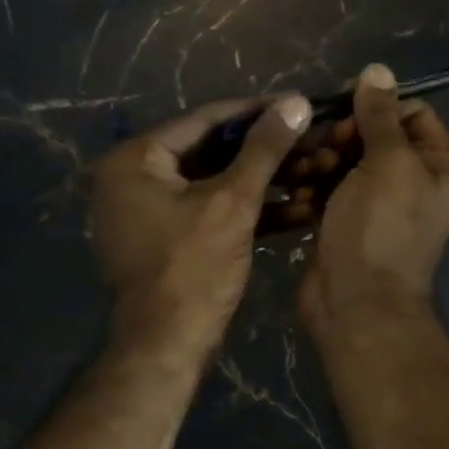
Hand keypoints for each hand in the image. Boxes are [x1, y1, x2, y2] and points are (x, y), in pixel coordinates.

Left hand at [91, 94, 311, 356]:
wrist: (167, 347)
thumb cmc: (192, 270)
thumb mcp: (232, 204)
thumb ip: (264, 150)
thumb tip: (295, 101)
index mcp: (134, 160)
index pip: (204, 120)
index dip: (257, 112)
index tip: (299, 104)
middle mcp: (133, 179)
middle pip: (211, 152)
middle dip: (266, 153)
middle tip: (312, 142)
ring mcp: (149, 213)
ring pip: (215, 186)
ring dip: (264, 184)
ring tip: (315, 174)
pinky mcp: (168, 242)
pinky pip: (210, 214)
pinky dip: (247, 213)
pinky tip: (297, 211)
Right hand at [300, 64, 448, 334]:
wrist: (356, 303)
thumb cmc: (379, 229)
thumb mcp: (387, 162)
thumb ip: (380, 115)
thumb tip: (378, 70)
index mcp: (437, 164)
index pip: (410, 113)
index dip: (375, 107)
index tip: (343, 115)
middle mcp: (411, 182)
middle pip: (371, 136)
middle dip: (340, 138)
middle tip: (320, 152)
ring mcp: (375, 205)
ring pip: (343, 163)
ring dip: (320, 163)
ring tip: (303, 176)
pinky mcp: (343, 223)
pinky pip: (326, 190)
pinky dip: (312, 188)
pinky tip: (296, 193)